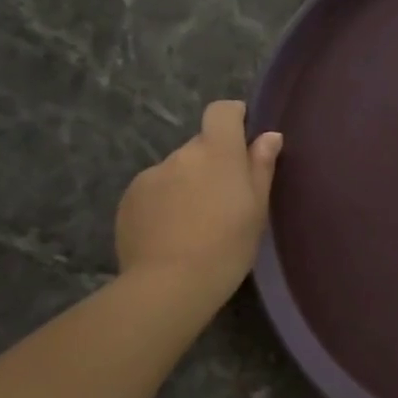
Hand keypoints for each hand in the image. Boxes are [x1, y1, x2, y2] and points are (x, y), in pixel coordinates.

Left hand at [115, 100, 282, 298]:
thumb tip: (269, 136)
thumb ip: (261, 167)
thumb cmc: (227, 246)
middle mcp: (181, 154)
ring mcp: (151, 175)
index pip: (222, 111)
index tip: (243, 138)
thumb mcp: (257, 209)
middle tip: (223, 199)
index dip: (233, 117)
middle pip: (200, 145)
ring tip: (194, 223)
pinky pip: (153, 190)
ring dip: (186, 184)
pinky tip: (170, 233)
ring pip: (176, 170)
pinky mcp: (129, 199)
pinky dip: (164, 203)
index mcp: (217, 151)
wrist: (169, 285)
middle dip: (212, 162)